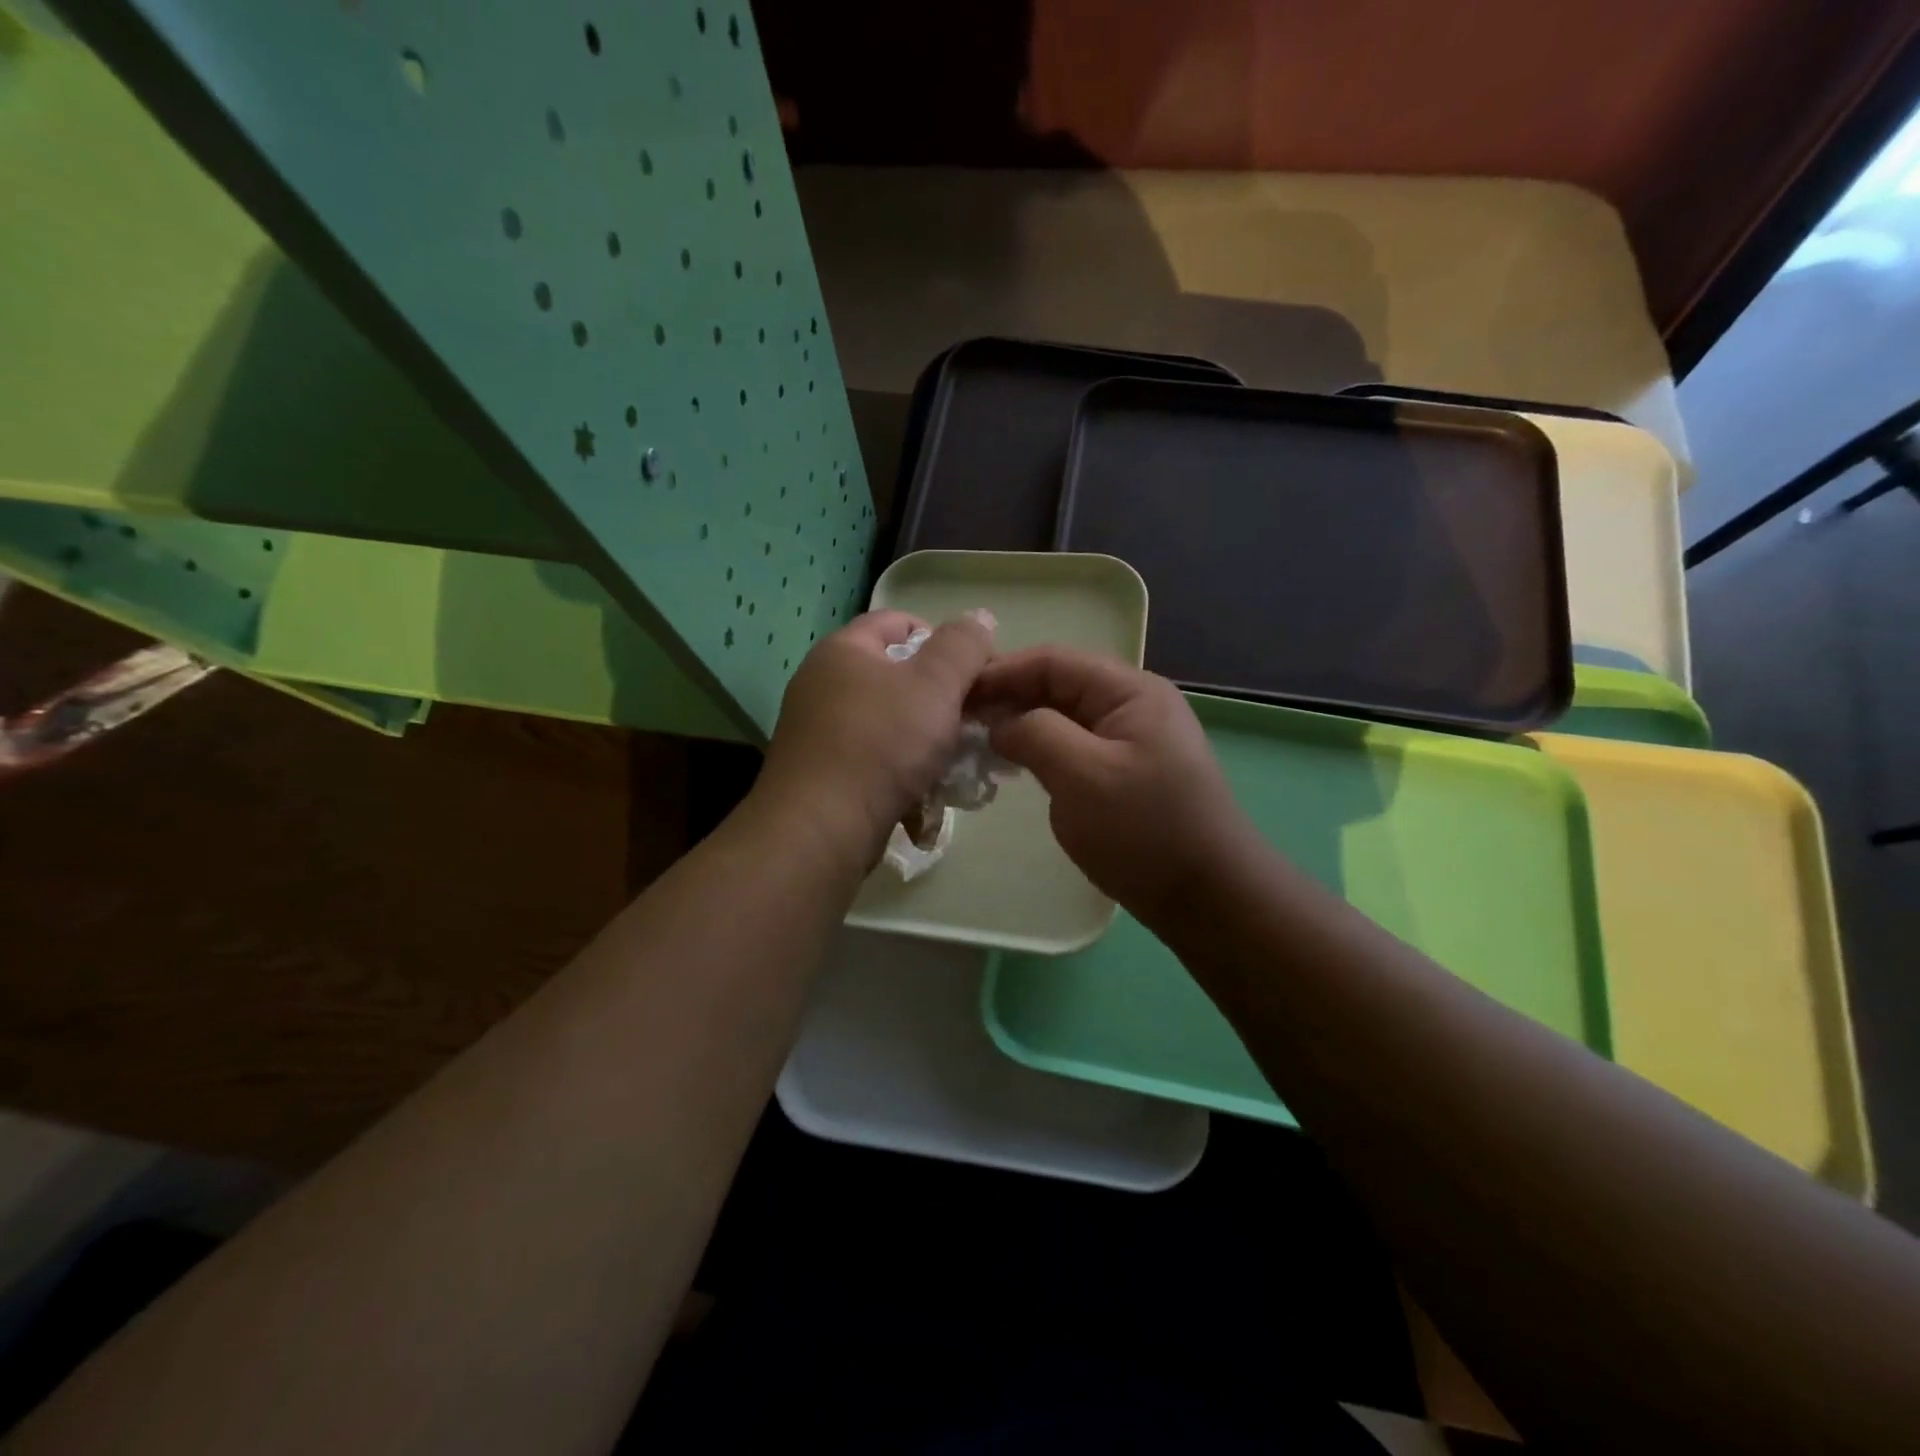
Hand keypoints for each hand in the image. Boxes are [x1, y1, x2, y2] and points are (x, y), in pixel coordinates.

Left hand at [758, 609, 994, 868]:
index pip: (900, 622)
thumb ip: (963, 646)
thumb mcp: (935, 684)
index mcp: (844, 649)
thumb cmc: (881, 744)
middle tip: (972, 721)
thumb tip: (980, 616)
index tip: (975, 674)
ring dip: (925, 738)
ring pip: (888, 721)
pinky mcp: (821, 772)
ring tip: (955, 762)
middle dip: (940, 697)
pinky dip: (900, 769)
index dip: (944, 640)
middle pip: (896, 675)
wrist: (820, 828)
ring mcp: (818, 730)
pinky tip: (924, 792)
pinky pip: (872, 758)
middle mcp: (823, 683)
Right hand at [970, 648, 1256, 932]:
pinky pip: (1075, 747)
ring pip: (1063, 718)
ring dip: (1022, 725)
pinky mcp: (1125, 773)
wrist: (1208, 898)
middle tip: (958, 721)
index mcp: (1130, 691)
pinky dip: (1041, 751)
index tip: (954, 694)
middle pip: (1058, 685)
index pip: (1053, 661)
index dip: (1000, 672)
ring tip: (977, 743)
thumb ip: (1035, 734)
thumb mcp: (1083, 775)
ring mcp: (1131, 740)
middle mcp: (1133, 705)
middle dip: (1008, 698)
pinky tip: (1014, 767)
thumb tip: (1000, 722)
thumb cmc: (1146, 832)